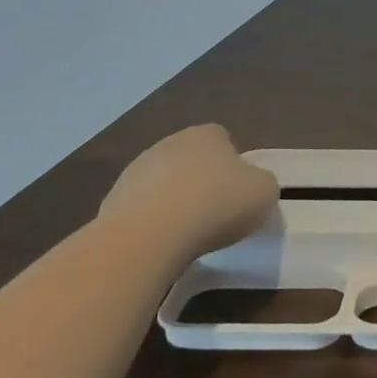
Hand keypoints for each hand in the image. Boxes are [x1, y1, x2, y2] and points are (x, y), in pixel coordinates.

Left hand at [101, 124, 278, 254]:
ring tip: (186, 233)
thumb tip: (252, 186)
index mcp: (207, 135)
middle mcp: (170, 143)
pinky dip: (151, 221)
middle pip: (191, 159)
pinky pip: (141, 208)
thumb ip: (262, 183)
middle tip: (215, 212)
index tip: (237, 191)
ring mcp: (136, 170)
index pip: (223, 139)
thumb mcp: (264, 193)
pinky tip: (161, 242)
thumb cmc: (216, 205)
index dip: (233, 163)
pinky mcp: (112, 200)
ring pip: (164, 182)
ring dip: (173, 200)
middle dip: (201, 180)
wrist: (149, 237)